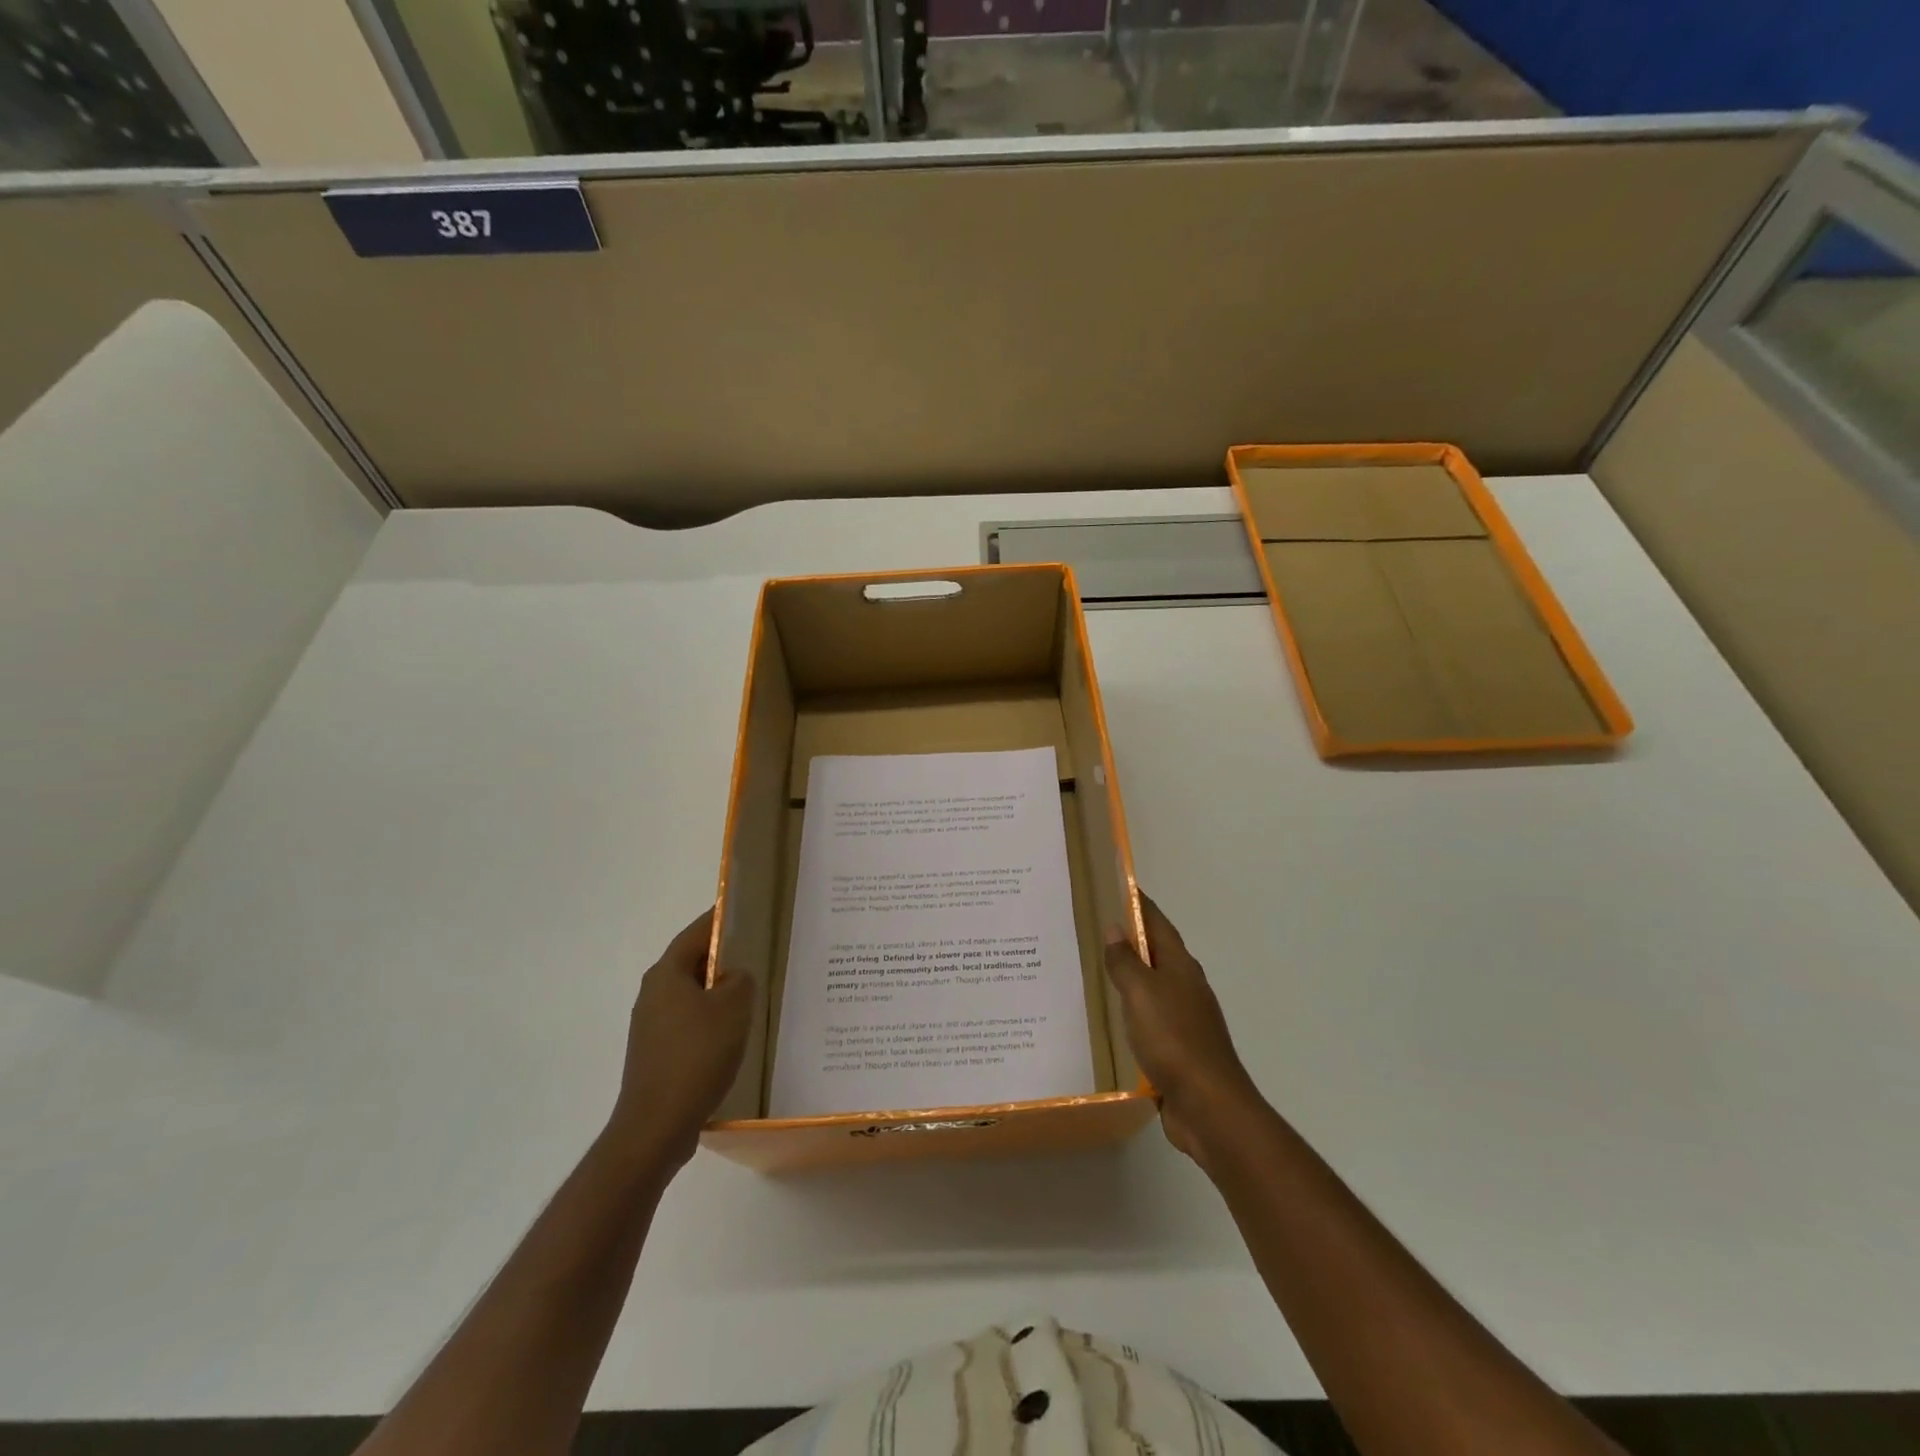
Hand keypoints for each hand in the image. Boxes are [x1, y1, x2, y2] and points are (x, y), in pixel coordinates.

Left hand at [607, 908, 754, 1169]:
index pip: (697, 932)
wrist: (656, 1126)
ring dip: (718, 994)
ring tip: (753, 998)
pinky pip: (688, 1024)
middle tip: (759, 956)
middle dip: (724, 959)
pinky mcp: (655, 1054)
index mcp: (666, 973)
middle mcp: (652, 993)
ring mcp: (650, 1026)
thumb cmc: (697, 1055)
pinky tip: (734, 1037)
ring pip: (691, 996)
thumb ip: (740, 980)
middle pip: (693, 963)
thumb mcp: (733, 1008)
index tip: (748, 912)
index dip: (722, 919)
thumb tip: (734, 978)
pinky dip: (711, 1022)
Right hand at [1105, 892, 1264, 1165]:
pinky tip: (1111, 1018)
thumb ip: (1126, 962)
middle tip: (1093, 927)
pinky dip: (1130, 1010)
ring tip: (1094, 969)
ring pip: (1151, 987)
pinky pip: (1148, 1018)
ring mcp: (1184, 1019)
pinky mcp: (1178, 1049)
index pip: (1158, 924)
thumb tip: (1115, 928)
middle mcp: (1185, 987)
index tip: (1118, 886)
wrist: (1208, 1106)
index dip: (1139, 904)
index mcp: (1180, 967)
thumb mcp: (1141, 994)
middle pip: (1156, 953)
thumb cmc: (1174, 1039)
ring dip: (1129, 975)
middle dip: (1130, 938)